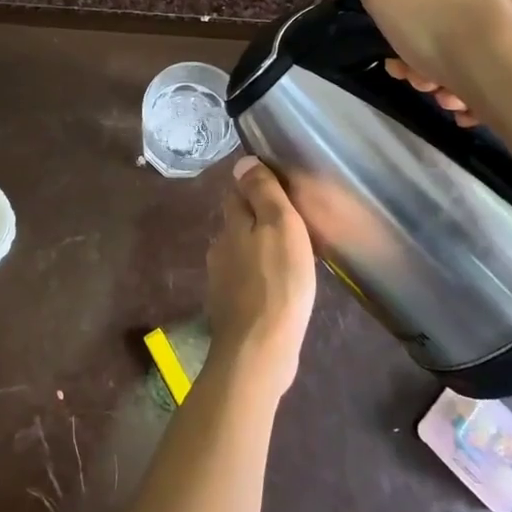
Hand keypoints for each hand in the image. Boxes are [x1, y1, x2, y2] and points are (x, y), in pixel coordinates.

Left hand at [205, 157, 315, 399]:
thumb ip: (262, 192)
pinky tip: (279, 288)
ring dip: (260, 250)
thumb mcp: (279, 226)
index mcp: (230, 226)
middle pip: (238, 224)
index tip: (280, 190)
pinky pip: (247, 282)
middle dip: (258, 220)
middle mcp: (220, 249)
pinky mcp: (231, 309)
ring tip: (290, 256)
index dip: (255, 188)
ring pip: (242, 254)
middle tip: (292, 224)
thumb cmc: (278, 281)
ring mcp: (222, 281)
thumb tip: (243, 161)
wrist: (259, 350)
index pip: (237, 194)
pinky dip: (261, 278)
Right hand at [327, 0, 511, 144]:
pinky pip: (511, 62)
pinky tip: (481, 106)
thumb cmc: (443, 34)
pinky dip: (492, 84)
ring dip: (458, 74)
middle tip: (423, 85)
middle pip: (450, 18)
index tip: (397, 57)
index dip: (402, 25)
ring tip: (453, 102)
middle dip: (429, 55)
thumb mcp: (385, 0)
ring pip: (480, 43)